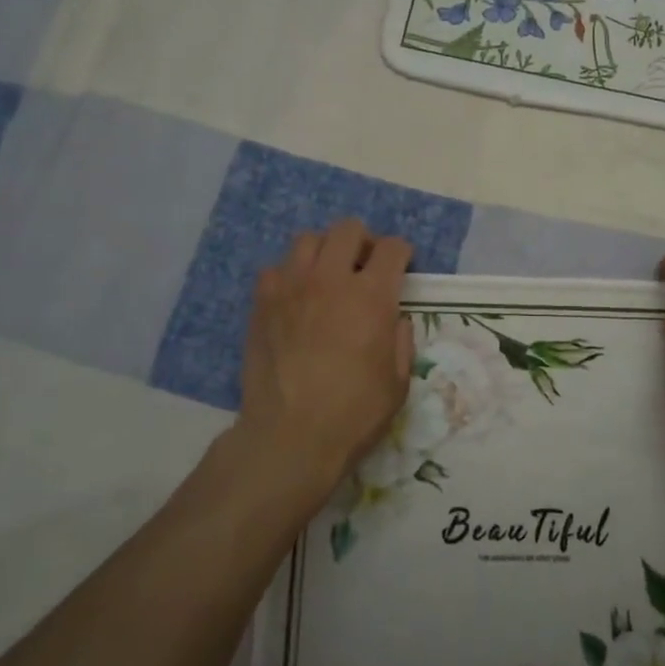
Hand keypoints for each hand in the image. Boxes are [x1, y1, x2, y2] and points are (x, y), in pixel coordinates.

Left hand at [238, 219, 413, 500]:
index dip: (402, 252)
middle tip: (365, 266)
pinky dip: (289, 275)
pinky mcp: (262, 304)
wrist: (290, 436)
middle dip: (363, 241)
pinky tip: (295, 298)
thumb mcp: (399, 382)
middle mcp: (331, 280)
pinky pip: (275, 269)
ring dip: (325, 251)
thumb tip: (394, 319)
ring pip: (308, 239)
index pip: (392, 248)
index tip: (403, 266)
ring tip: (328, 276)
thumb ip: (401, 341)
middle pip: (348, 229)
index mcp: (371, 296)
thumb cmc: (354, 413)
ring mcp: (291, 288)